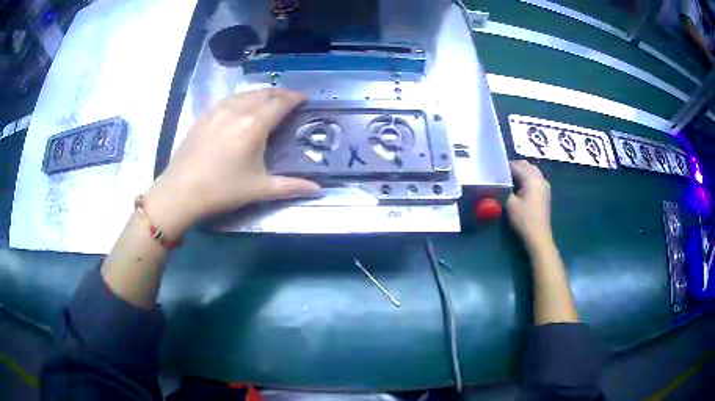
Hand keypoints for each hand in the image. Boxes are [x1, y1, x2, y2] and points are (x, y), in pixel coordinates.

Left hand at [145, 89, 320, 234]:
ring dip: (260, 93)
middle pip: (263, 93)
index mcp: (254, 125)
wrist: (181, 191)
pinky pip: (228, 99)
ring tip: (268, 100)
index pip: (280, 103)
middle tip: (289, 99)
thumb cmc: (222, 190)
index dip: (295, 98)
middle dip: (280, 93)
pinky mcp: (204, 116)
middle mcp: (238, 110)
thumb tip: (320, 191)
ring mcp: (218, 110)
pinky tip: (240, 106)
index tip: (304, 97)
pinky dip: (241, 98)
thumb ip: (291, 187)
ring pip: (245, 93)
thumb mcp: (259, 189)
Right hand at [506, 160, 552, 250]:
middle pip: (526, 165)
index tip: (494, 171)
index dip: (504, 167)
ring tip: (510, 180)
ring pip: (532, 170)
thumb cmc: (523, 219)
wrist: (538, 236)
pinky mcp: (545, 192)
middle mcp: (540, 178)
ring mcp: (544, 185)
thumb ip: (504, 188)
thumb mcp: (509, 203)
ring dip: (521, 172)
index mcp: (531, 178)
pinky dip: (527, 178)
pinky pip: (535, 178)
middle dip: (514, 167)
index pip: (516, 165)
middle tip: (501, 175)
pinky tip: (520, 187)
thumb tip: (499, 181)